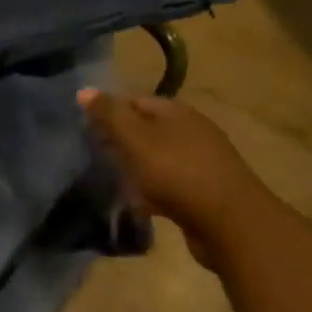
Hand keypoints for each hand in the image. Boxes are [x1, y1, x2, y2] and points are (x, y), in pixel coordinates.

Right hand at [78, 89, 247, 271]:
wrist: (228, 221)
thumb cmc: (176, 172)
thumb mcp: (136, 139)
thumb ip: (110, 115)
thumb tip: (83, 90)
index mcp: (176, 112)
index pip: (135, 101)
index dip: (109, 112)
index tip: (85, 130)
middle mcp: (190, 131)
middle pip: (147, 129)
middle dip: (120, 141)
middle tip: (94, 155)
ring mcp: (199, 161)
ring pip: (157, 158)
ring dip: (135, 167)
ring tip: (111, 181)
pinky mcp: (203, 191)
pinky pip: (169, 184)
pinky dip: (151, 191)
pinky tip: (138, 204)